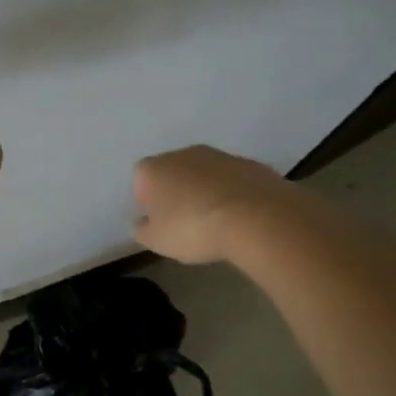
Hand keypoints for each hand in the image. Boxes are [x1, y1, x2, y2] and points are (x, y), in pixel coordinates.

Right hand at [132, 145, 283, 263]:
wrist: (255, 218)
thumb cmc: (193, 228)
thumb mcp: (157, 241)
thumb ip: (142, 230)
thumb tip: (141, 224)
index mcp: (153, 169)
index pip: (140, 181)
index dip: (148, 202)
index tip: (158, 222)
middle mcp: (183, 154)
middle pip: (173, 172)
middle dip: (177, 193)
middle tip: (185, 222)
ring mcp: (219, 156)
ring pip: (205, 174)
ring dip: (206, 191)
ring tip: (216, 222)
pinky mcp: (250, 164)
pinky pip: (233, 180)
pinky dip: (232, 194)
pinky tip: (240, 217)